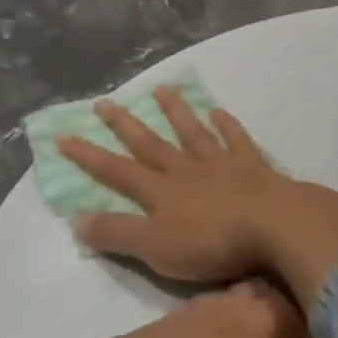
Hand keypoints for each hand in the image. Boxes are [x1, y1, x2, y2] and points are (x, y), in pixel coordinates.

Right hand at [57, 89, 292, 283]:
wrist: (273, 226)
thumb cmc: (211, 242)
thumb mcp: (155, 247)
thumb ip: (117, 233)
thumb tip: (76, 220)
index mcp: (160, 191)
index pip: (116, 171)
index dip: (89, 156)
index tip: (64, 135)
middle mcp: (186, 169)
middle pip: (150, 143)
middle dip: (125, 124)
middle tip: (104, 102)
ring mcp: (221, 163)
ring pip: (192, 132)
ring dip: (176, 112)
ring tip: (163, 90)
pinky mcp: (253, 166)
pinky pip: (236, 139)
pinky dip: (227, 125)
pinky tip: (219, 112)